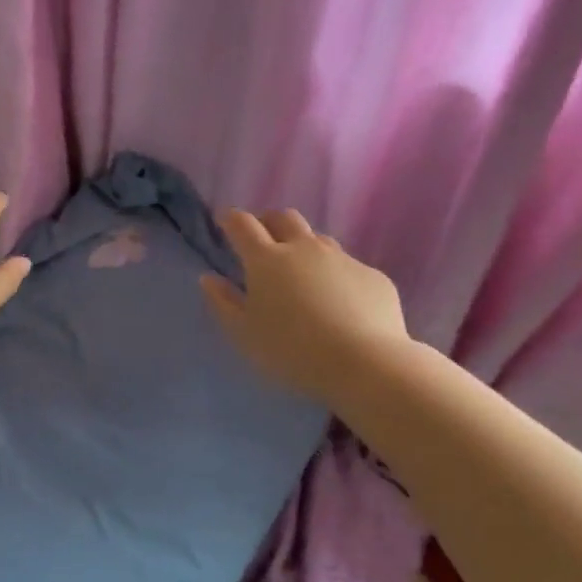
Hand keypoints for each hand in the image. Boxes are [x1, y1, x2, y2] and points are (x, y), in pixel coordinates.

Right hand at [199, 208, 408, 405]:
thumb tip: (209, 278)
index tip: (225, 222)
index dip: (231, 219)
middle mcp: (304, 248)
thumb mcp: (243, 333)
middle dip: (269, 222)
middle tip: (262, 239)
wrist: (365, 364)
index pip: (243, 225)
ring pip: (318, 239)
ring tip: (300, 272)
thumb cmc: (291, 350)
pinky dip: (335, 276)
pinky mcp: (373, 276)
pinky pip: (348, 266)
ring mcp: (343, 259)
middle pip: (284, 218)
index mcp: (266, 259)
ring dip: (303, 246)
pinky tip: (338, 302)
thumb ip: (223, 302)